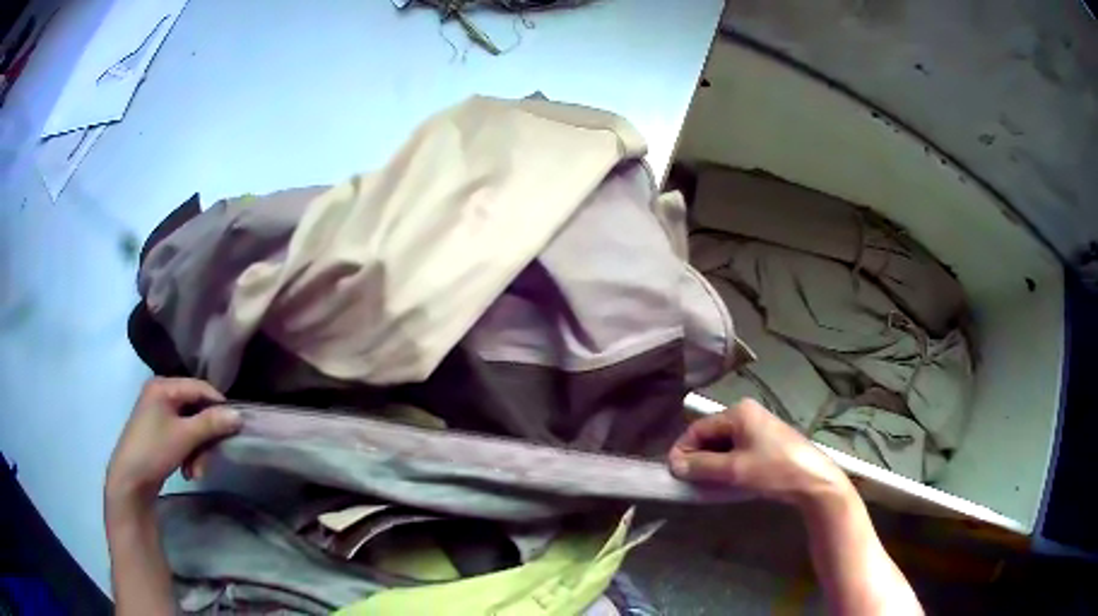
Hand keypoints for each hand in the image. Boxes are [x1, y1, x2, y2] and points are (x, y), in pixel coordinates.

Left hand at [105, 378, 240, 505]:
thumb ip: (211, 423)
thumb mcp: (185, 437)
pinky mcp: (159, 432)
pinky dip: (189, 454)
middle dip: (205, 438)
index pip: (199, 387)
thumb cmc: (154, 450)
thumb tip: (239, 415)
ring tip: (195, 472)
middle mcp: (161, 394)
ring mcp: (159, 414)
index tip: (235, 426)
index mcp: (163, 386)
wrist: (130, 481)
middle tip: (210, 459)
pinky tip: (188, 471)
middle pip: (196, 410)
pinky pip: (182, 437)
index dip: (219, 405)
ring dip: (198, 451)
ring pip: (191, 427)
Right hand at [668, 398, 852, 507]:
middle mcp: (747, 413)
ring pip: (724, 444)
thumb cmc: (774, 470)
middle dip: (698, 457)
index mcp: (738, 412)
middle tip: (689, 481)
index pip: (698, 427)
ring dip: (712, 463)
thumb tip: (674, 465)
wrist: (814, 480)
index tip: (673, 472)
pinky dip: (727, 464)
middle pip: (711, 434)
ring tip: (706, 484)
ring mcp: (759, 426)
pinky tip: (726, 480)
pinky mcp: (767, 441)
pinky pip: (737, 449)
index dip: (683, 450)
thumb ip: (701, 466)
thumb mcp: (734, 470)